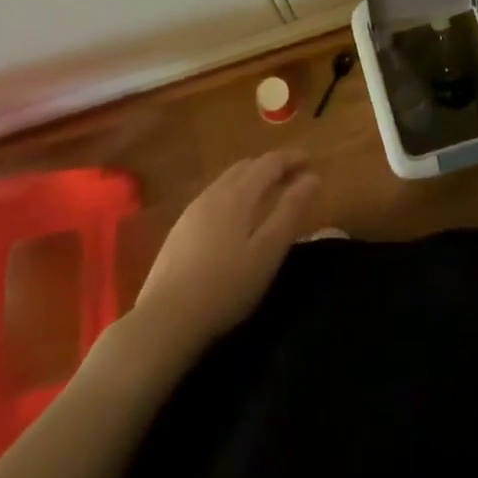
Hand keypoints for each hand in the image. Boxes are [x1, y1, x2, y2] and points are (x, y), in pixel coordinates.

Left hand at [131, 150, 320, 355]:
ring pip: (227, 180)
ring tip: (268, 193)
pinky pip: (214, 196)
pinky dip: (234, 193)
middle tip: (293, 177)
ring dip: (251, 178)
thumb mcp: (268, 251)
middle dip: (272, 166)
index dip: (291, 158)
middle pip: (246, 166)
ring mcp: (192, 210)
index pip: (269, 163)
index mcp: (237, 195)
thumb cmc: (226, 286)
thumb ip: (291, 212)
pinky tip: (236, 215)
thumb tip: (312, 178)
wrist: (165, 319)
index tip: (311, 161)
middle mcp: (213, 194)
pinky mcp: (180, 229)